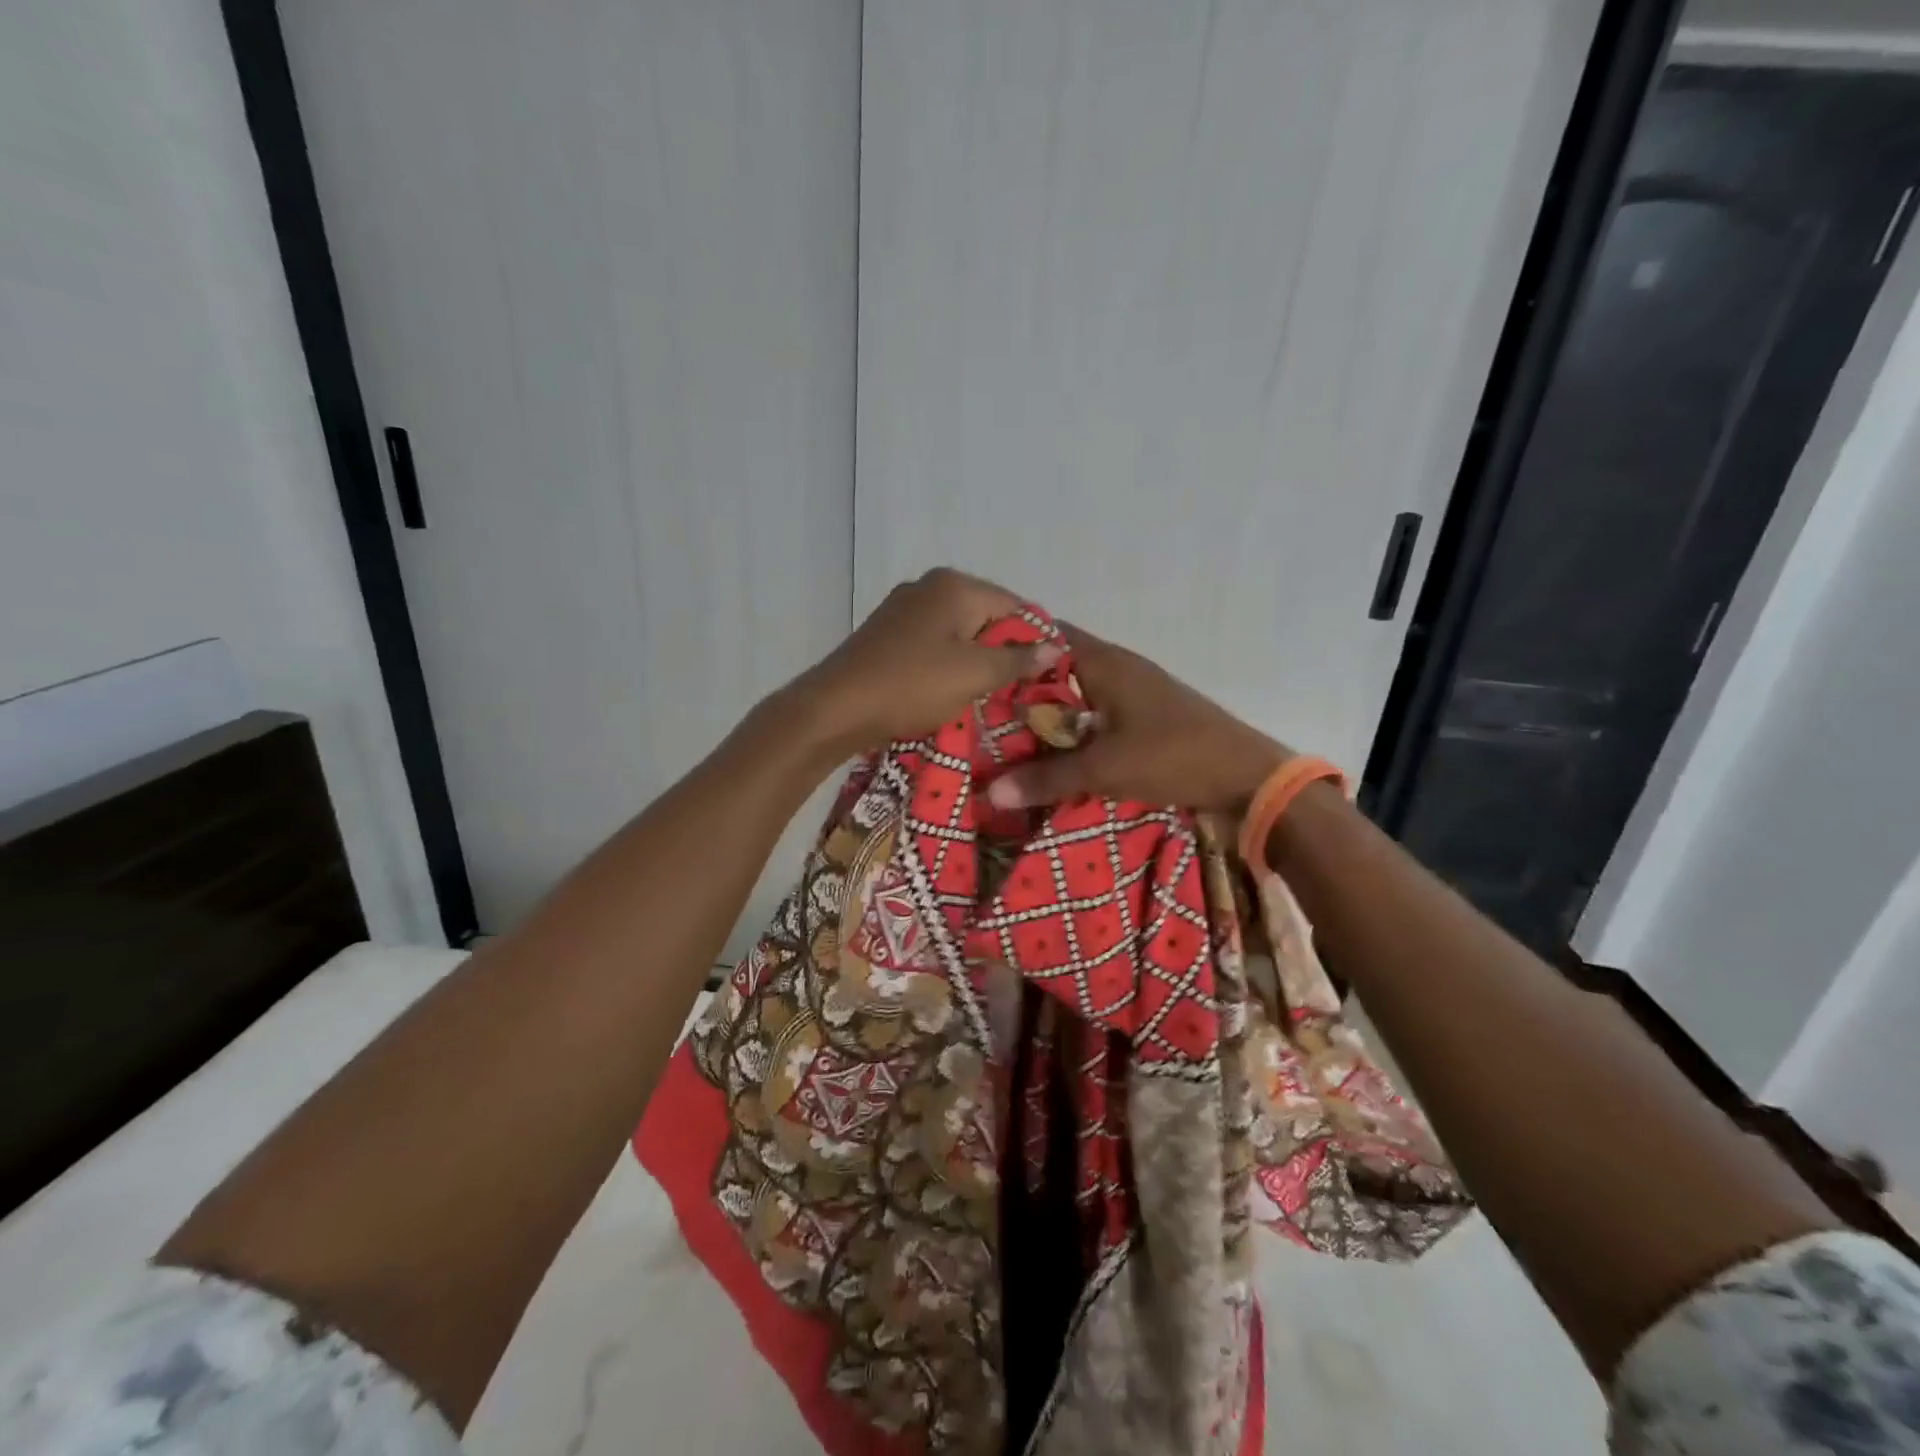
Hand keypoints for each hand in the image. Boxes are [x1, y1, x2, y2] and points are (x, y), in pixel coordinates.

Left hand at [788, 568, 1061, 756]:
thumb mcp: (975, 674)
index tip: (1047, 677)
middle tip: (1020, 691)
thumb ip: (1019, 659)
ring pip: (958, 634)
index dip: (1036, 640)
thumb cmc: (912, 685)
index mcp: (955, 585)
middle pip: (986, 617)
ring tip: (989, 697)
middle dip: (1005, 652)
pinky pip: (933, 645)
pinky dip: (948, 666)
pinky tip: (951, 692)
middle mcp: (929, 587)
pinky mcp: (886, 635)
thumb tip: (1057, 645)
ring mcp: (903, 609)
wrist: (836, 708)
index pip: (1015, 606)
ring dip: (976, 662)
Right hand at [986, 626, 1290, 812]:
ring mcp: (1132, 689)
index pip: (1045, 635)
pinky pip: (1092, 710)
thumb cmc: (1174, 757)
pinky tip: (1048, 746)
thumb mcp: (1105, 769)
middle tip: (975, 705)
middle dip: (1019, 683)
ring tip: (1000, 728)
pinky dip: (1068, 723)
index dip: (1008, 644)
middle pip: (1055, 665)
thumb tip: (989, 793)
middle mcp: (1116, 666)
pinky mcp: (1142, 714)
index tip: (970, 662)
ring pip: (1074, 690)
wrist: (1247, 777)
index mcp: (1104, 662)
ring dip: (1045, 707)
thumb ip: (1047, 779)